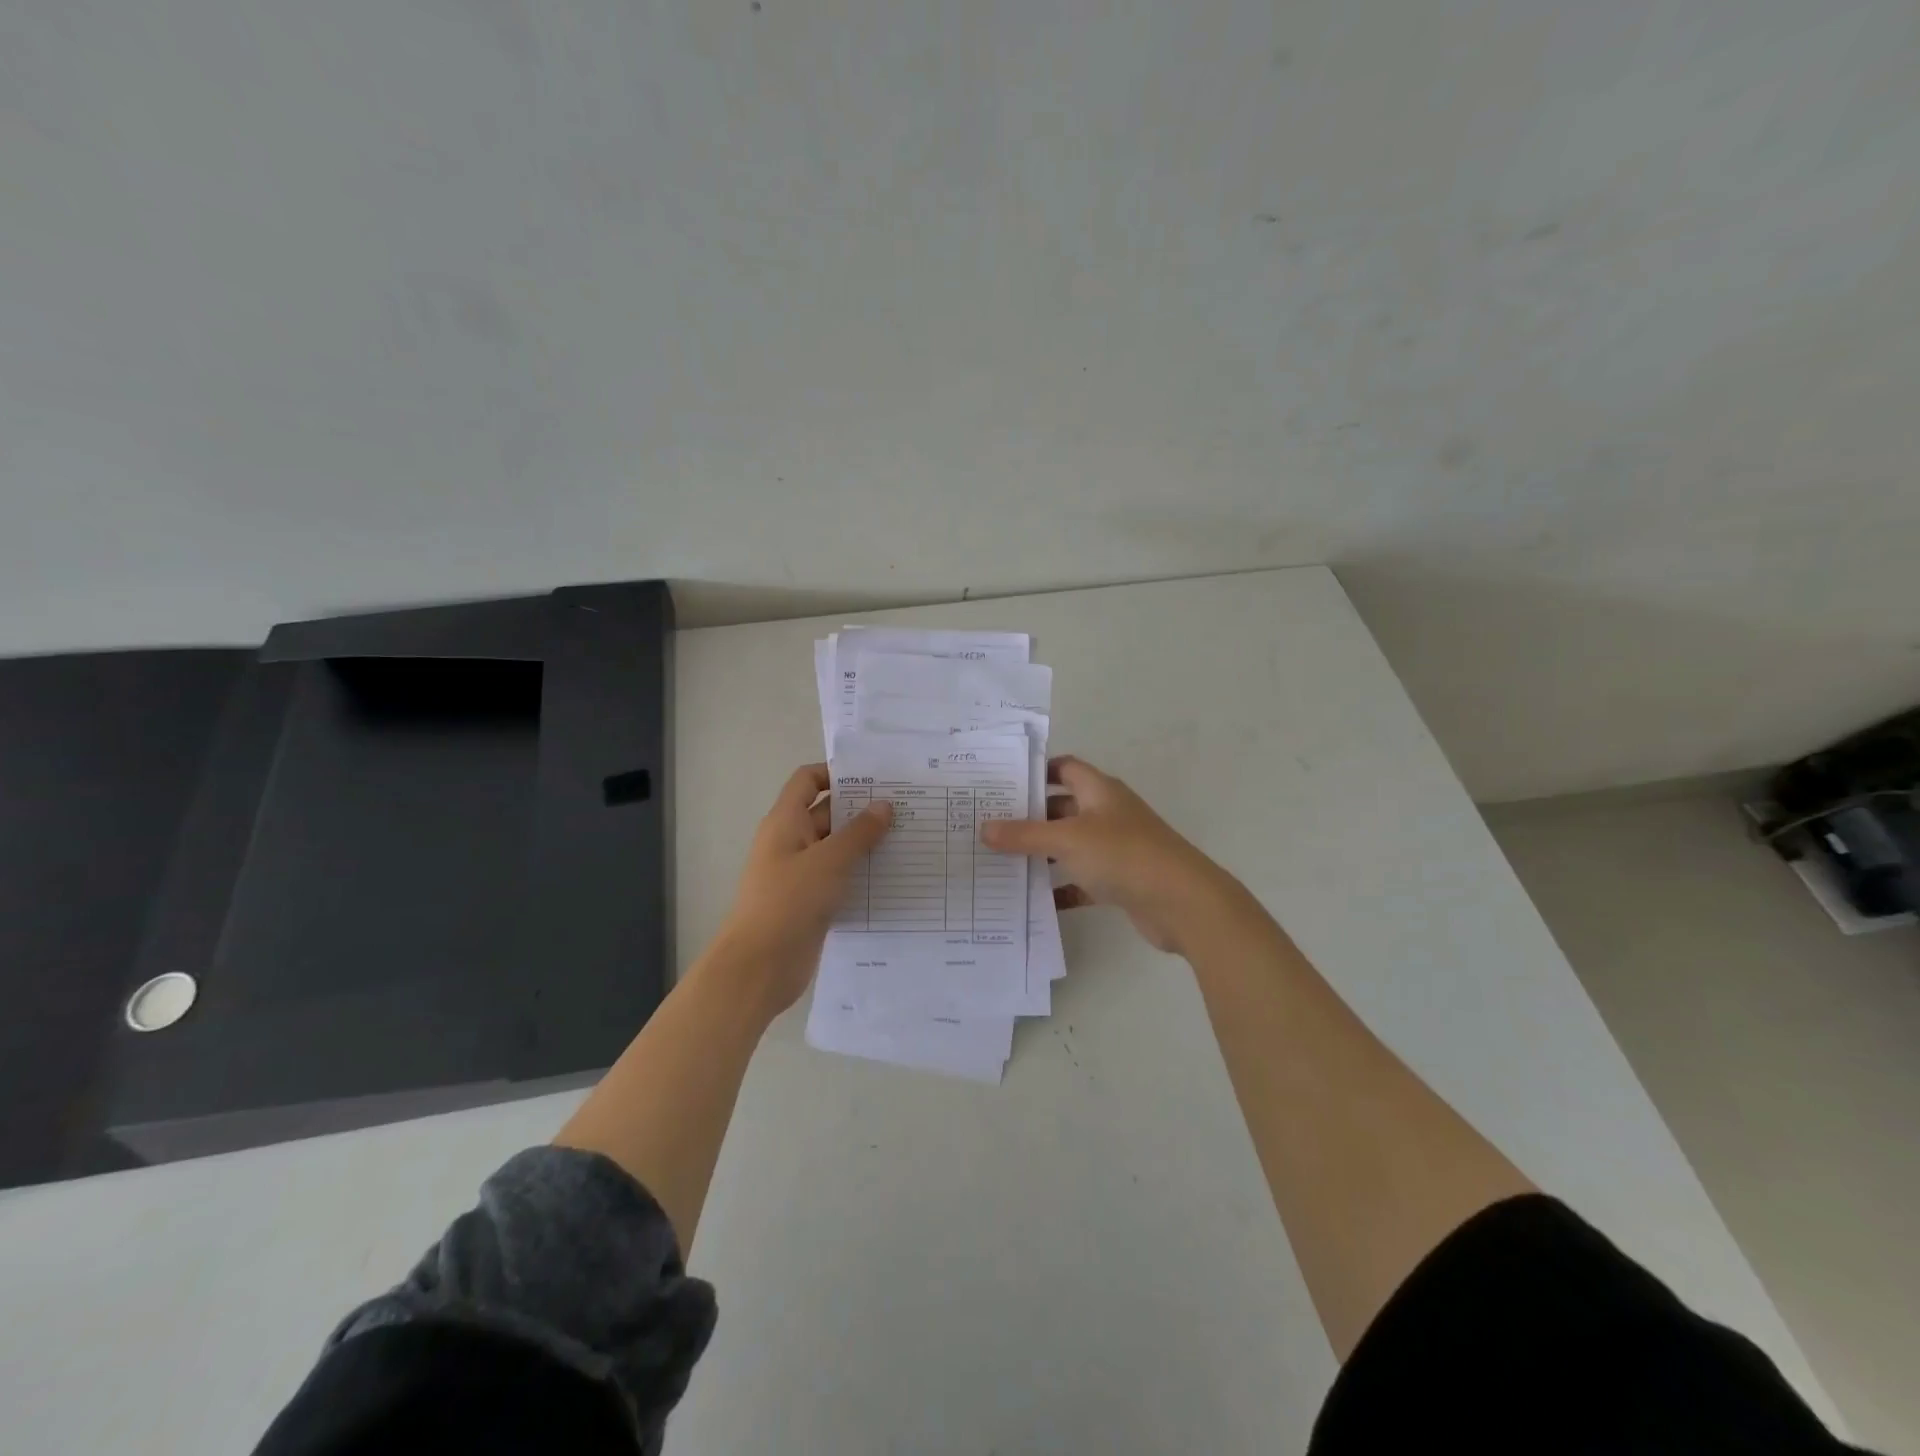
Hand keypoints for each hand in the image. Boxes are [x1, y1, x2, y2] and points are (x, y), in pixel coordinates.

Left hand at [709, 764, 892, 1012]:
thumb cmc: (790, 902)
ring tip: (908, 839)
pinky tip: (893, 877)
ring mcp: (800, 874)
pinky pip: (839, 878)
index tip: (875, 777)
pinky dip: (860, 874)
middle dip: (862, 809)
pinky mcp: (810, 902)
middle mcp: (791, 842)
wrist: (760, 966)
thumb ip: (859, 832)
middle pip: (827, 813)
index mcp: (785, 822)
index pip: (807, 780)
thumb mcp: (829, 861)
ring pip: (836, 848)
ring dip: (866, 844)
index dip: (836, 773)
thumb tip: (884, 805)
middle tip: (906, 808)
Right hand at [980, 755, 1240, 954]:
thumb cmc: (1123, 855)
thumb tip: (984, 827)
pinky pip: (1082, 880)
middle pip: (1062, 808)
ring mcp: (1115, 848)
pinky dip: (1062, 888)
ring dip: (1042, 855)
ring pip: (1070, 846)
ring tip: (1000, 863)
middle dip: (1029, 817)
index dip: (1035, 772)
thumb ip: (1024, 835)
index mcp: (1099, 791)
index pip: (1064, 768)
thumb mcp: (1067, 840)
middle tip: (988, 827)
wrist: (1182, 902)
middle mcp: (1108, 814)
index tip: (1001, 784)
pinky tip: (1034, 900)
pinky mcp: (1120, 881)